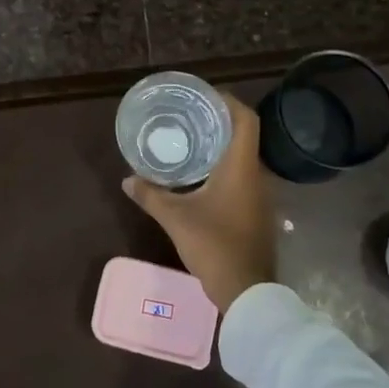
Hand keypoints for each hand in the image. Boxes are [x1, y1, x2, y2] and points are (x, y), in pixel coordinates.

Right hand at [122, 95, 275, 313]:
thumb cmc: (214, 245)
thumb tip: (127, 180)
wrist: (247, 291)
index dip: (227, 101)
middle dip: (219, 122)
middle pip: (244, 135)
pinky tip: (202, 176)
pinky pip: (243, 177)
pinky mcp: (257, 212)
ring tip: (192, 141)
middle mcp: (256, 175)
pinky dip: (225, 168)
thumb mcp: (176, 219)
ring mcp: (260, 195)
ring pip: (243, 157)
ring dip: (222, 146)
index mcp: (241, 167)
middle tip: (189, 116)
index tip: (204, 96)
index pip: (245, 119)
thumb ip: (151, 196)